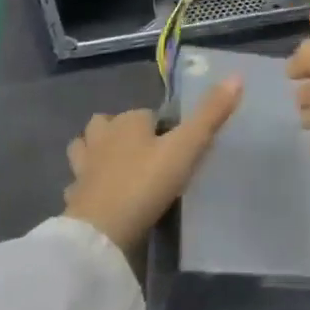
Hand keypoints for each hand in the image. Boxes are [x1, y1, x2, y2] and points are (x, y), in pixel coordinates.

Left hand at [63, 78, 241, 254]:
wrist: (101, 232)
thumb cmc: (145, 183)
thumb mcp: (186, 148)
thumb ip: (210, 115)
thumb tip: (236, 76)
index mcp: (127, 122)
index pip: (144, 113)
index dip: (158, 126)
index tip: (174, 144)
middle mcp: (101, 138)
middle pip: (105, 124)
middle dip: (118, 131)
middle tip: (143, 152)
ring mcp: (82, 168)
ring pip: (84, 149)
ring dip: (95, 153)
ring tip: (116, 168)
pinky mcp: (73, 198)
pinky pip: (78, 184)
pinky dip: (86, 186)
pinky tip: (99, 197)